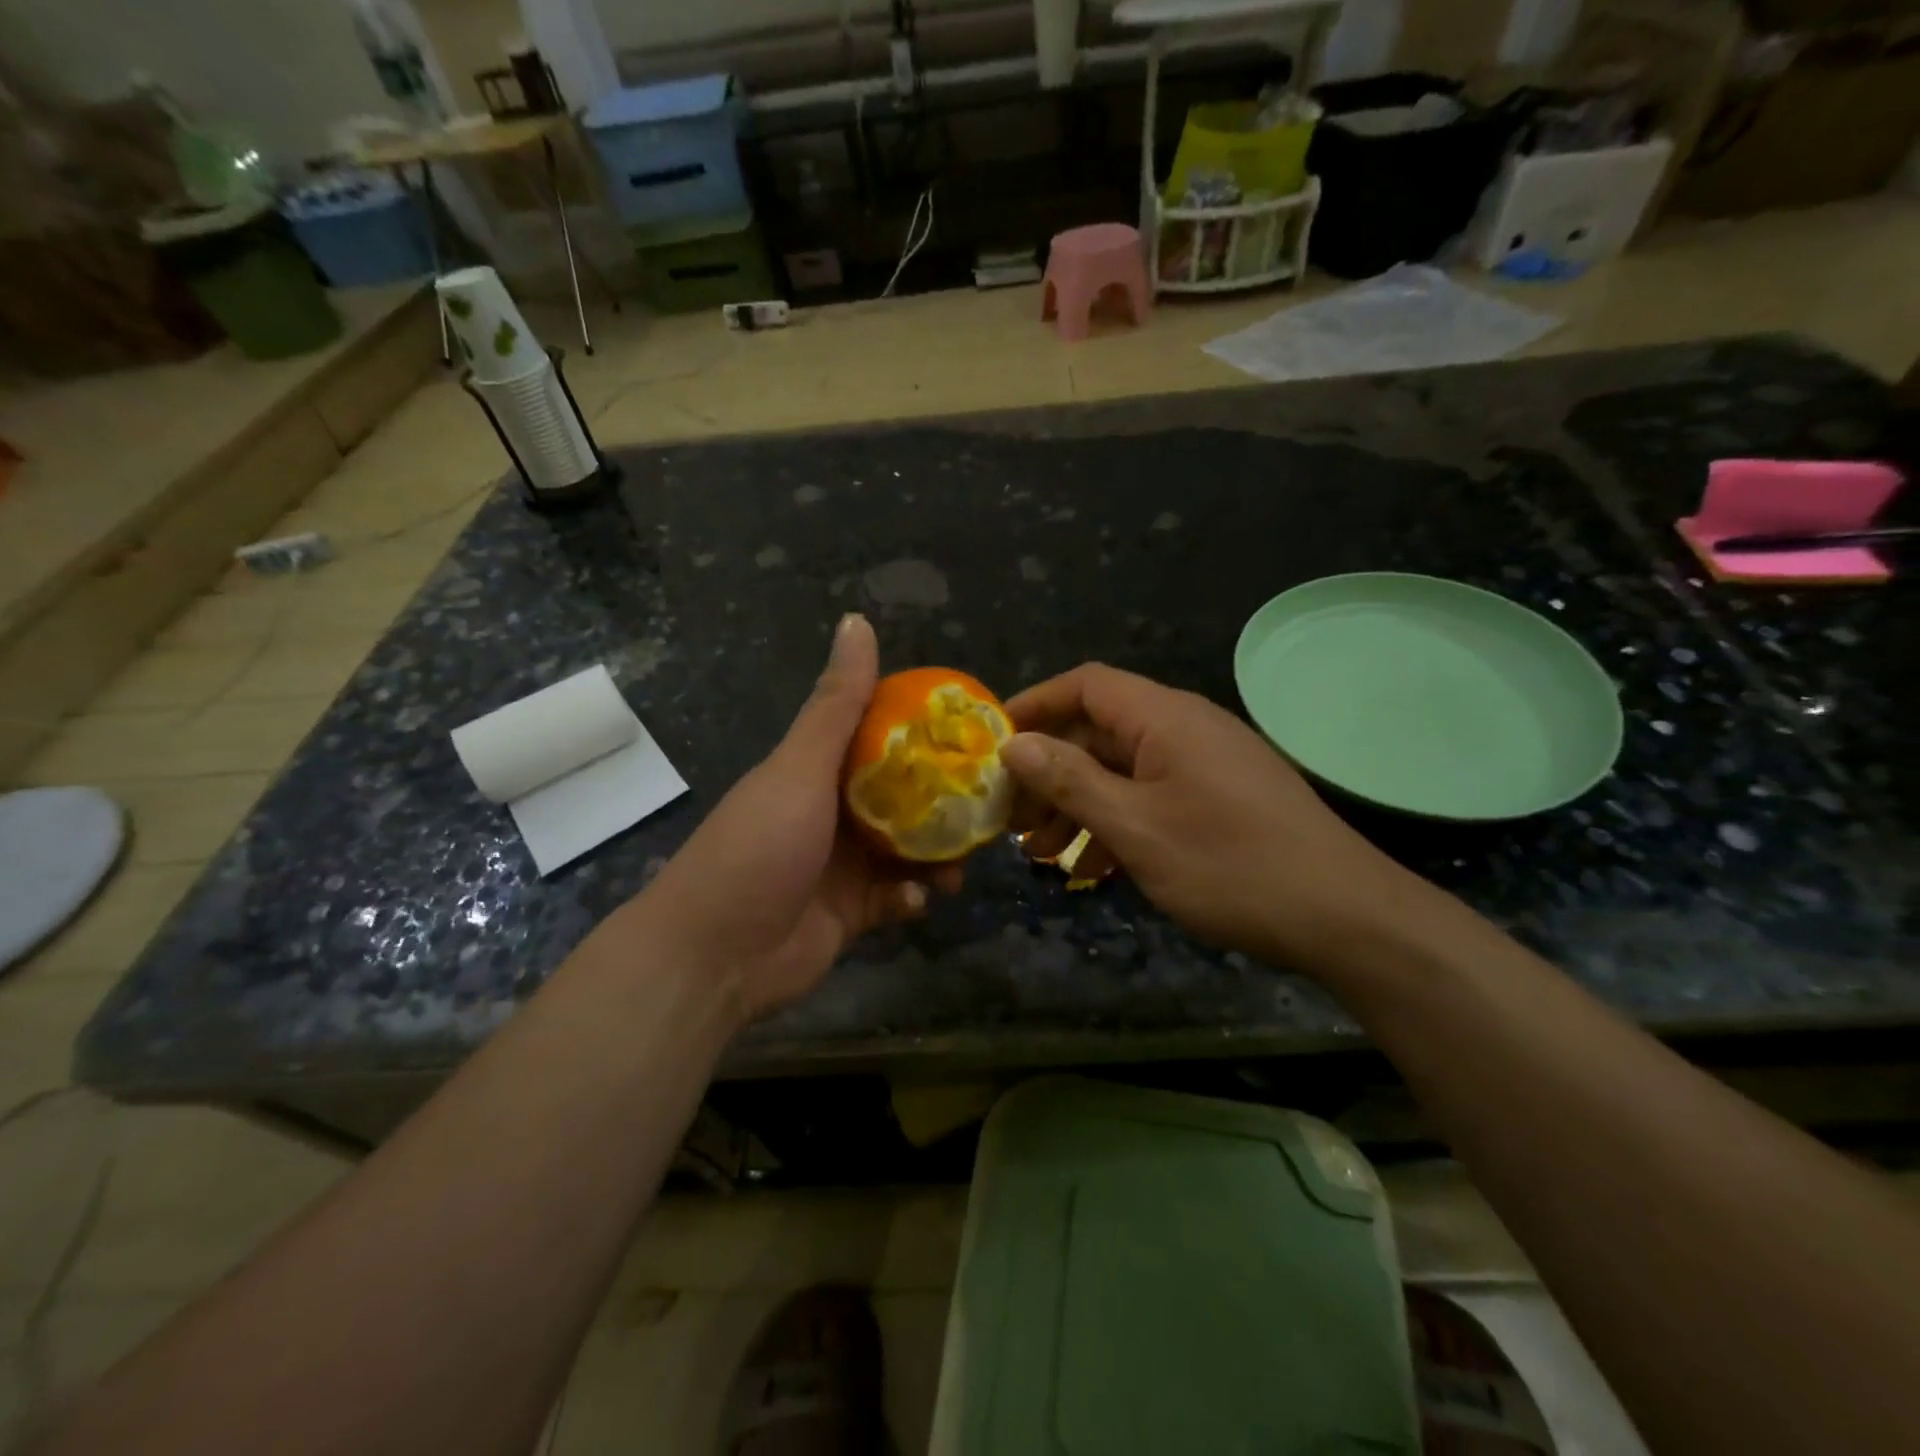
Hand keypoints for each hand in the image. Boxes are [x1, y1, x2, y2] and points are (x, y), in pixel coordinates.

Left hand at [624, 614, 958, 1023]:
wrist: (715, 957)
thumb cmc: (759, 848)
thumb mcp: (800, 768)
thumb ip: (837, 704)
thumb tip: (857, 620)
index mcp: (818, 770)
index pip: (881, 737)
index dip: (924, 731)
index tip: (972, 731)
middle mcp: (832, 812)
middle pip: (903, 796)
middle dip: (944, 800)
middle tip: (990, 800)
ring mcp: (842, 865)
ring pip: (907, 849)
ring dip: (937, 854)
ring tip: (965, 859)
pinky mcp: (851, 913)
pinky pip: (896, 898)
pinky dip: (911, 897)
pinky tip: (918, 900)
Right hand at [1001, 663, 1422, 976]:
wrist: (1346, 918)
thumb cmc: (1230, 866)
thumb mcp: (1136, 827)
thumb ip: (1070, 781)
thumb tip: (1014, 744)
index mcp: (1164, 718)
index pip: (1085, 685)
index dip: (1035, 704)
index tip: (993, 743)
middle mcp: (1184, 728)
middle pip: (1098, 732)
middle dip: (1049, 773)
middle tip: (1012, 818)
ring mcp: (1205, 764)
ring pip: (1122, 771)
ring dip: (1078, 806)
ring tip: (1042, 854)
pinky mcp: (1220, 798)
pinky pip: (1152, 797)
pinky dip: (1117, 824)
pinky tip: (1094, 869)